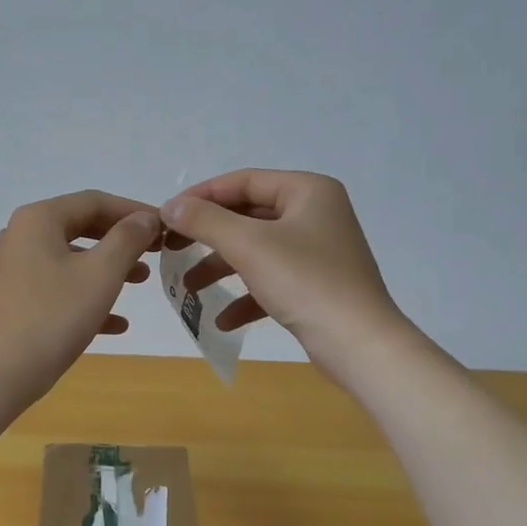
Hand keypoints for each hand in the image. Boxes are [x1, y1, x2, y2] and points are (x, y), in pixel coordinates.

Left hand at [0, 190, 162, 409]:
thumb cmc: (54, 316)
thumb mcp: (101, 273)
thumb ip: (128, 239)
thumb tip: (146, 218)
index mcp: (39, 219)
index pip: (94, 201)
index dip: (134, 211)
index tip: (166, 227)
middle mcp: (21, 236)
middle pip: (82, 227)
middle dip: (122, 240)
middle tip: (156, 252)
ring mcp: (15, 269)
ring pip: (71, 260)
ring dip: (109, 268)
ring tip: (141, 281)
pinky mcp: (15, 300)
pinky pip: (59, 289)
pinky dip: (87, 298)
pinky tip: (117, 324)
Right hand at [160, 170, 412, 378]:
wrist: (360, 344)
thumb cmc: (305, 282)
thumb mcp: (248, 245)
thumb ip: (204, 220)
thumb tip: (170, 205)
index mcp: (307, 191)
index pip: (243, 181)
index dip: (201, 196)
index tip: (166, 217)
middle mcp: (315, 214)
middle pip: (247, 216)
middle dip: (208, 237)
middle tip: (171, 249)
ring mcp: (317, 251)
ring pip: (255, 250)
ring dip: (220, 269)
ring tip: (188, 288)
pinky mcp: (316, 285)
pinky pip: (270, 281)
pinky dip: (245, 297)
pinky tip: (222, 320)